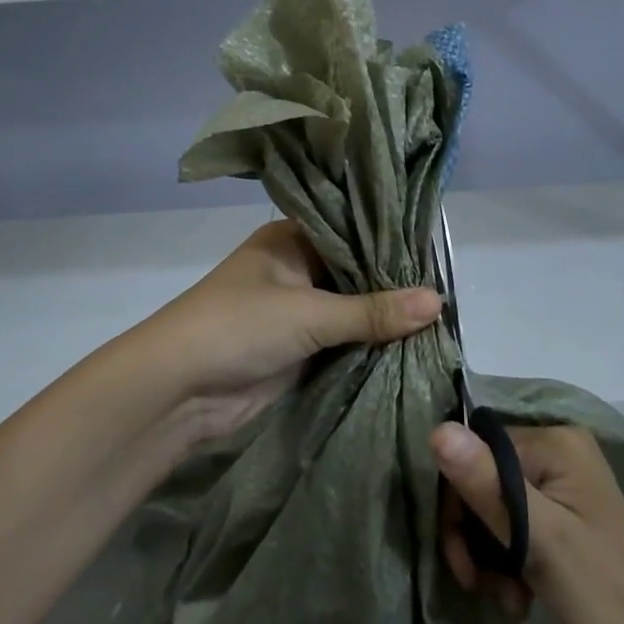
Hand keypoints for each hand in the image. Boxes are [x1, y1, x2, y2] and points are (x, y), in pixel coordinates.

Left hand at [133, 220, 440, 441]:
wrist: (176, 392)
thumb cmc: (238, 327)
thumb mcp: (309, 312)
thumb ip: (373, 310)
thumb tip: (439, 302)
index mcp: (291, 239)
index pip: (351, 231)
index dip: (390, 242)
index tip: (435, 252)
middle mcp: (296, 269)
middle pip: (355, 273)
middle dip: (393, 285)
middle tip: (447, 289)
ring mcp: (296, 311)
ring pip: (351, 310)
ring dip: (384, 319)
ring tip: (441, 319)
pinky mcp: (297, 350)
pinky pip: (343, 342)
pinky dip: (369, 346)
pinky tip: (412, 347)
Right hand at [433, 422, 623, 623]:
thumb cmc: (604, 596)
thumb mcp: (539, 539)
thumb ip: (486, 484)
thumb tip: (436, 430)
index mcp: (555, 442)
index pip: (475, 451)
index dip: (457, 503)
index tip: (460, 561)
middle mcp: (559, 451)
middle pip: (485, 477)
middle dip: (476, 534)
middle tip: (478, 584)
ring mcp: (566, 486)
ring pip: (498, 506)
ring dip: (492, 555)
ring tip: (508, 598)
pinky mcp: (569, 519)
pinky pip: (520, 526)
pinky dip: (512, 562)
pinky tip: (521, 599)